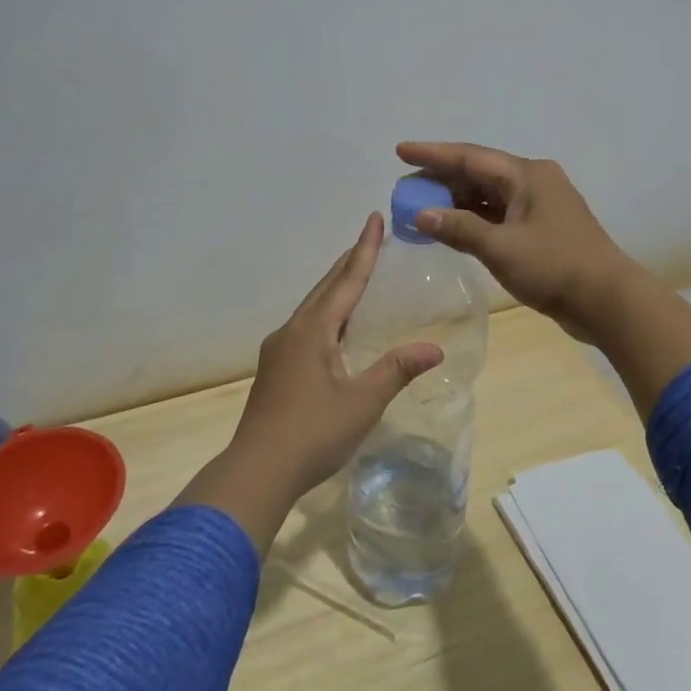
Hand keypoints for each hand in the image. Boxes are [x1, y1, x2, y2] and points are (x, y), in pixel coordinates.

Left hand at [174, 213, 442, 553]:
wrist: (257, 471)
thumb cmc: (313, 433)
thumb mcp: (363, 402)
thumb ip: (397, 370)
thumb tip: (434, 348)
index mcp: (313, 331)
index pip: (346, 281)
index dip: (364, 250)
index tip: (374, 219)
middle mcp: (292, 331)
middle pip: (325, 288)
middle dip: (349, 262)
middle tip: (370, 239)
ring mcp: (279, 350)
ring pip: (312, 307)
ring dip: (335, 287)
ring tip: (356, 275)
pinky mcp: (275, 369)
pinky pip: (306, 326)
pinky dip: (326, 312)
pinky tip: (334, 326)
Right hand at [395, 141, 635, 340]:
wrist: (607, 300)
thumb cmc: (555, 267)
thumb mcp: (501, 248)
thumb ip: (459, 228)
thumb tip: (421, 214)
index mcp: (527, 175)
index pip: (470, 157)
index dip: (432, 154)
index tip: (400, 151)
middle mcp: (533, 182)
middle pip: (478, 173)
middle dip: (440, 179)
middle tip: (404, 188)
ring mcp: (539, 206)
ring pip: (488, 196)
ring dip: (455, 202)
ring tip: (419, 208)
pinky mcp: (541, 230)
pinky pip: (498, 215)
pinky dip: (473, 220)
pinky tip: (450, 228)